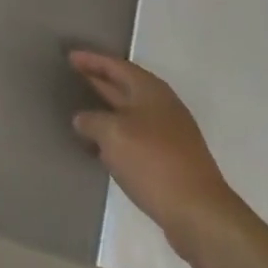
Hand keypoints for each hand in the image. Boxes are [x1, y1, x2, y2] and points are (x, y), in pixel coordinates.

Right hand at [70, 50, 241, 254]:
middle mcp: (162, 105)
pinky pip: (136, 135)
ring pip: (130, 112)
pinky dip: (117, 134)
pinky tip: (103, 146)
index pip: (116, 66)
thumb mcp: (113, 135)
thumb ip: (92, 121)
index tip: (70, 56)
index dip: (92, 60)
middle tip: (73, 75)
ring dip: (107, 109)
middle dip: (99, 80)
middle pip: (125, 85)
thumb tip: (82, 119)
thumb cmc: (153, 162)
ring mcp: (169, 132)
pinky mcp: (170, 158)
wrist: (198, 211)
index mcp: (150, 90)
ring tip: (82, 109)